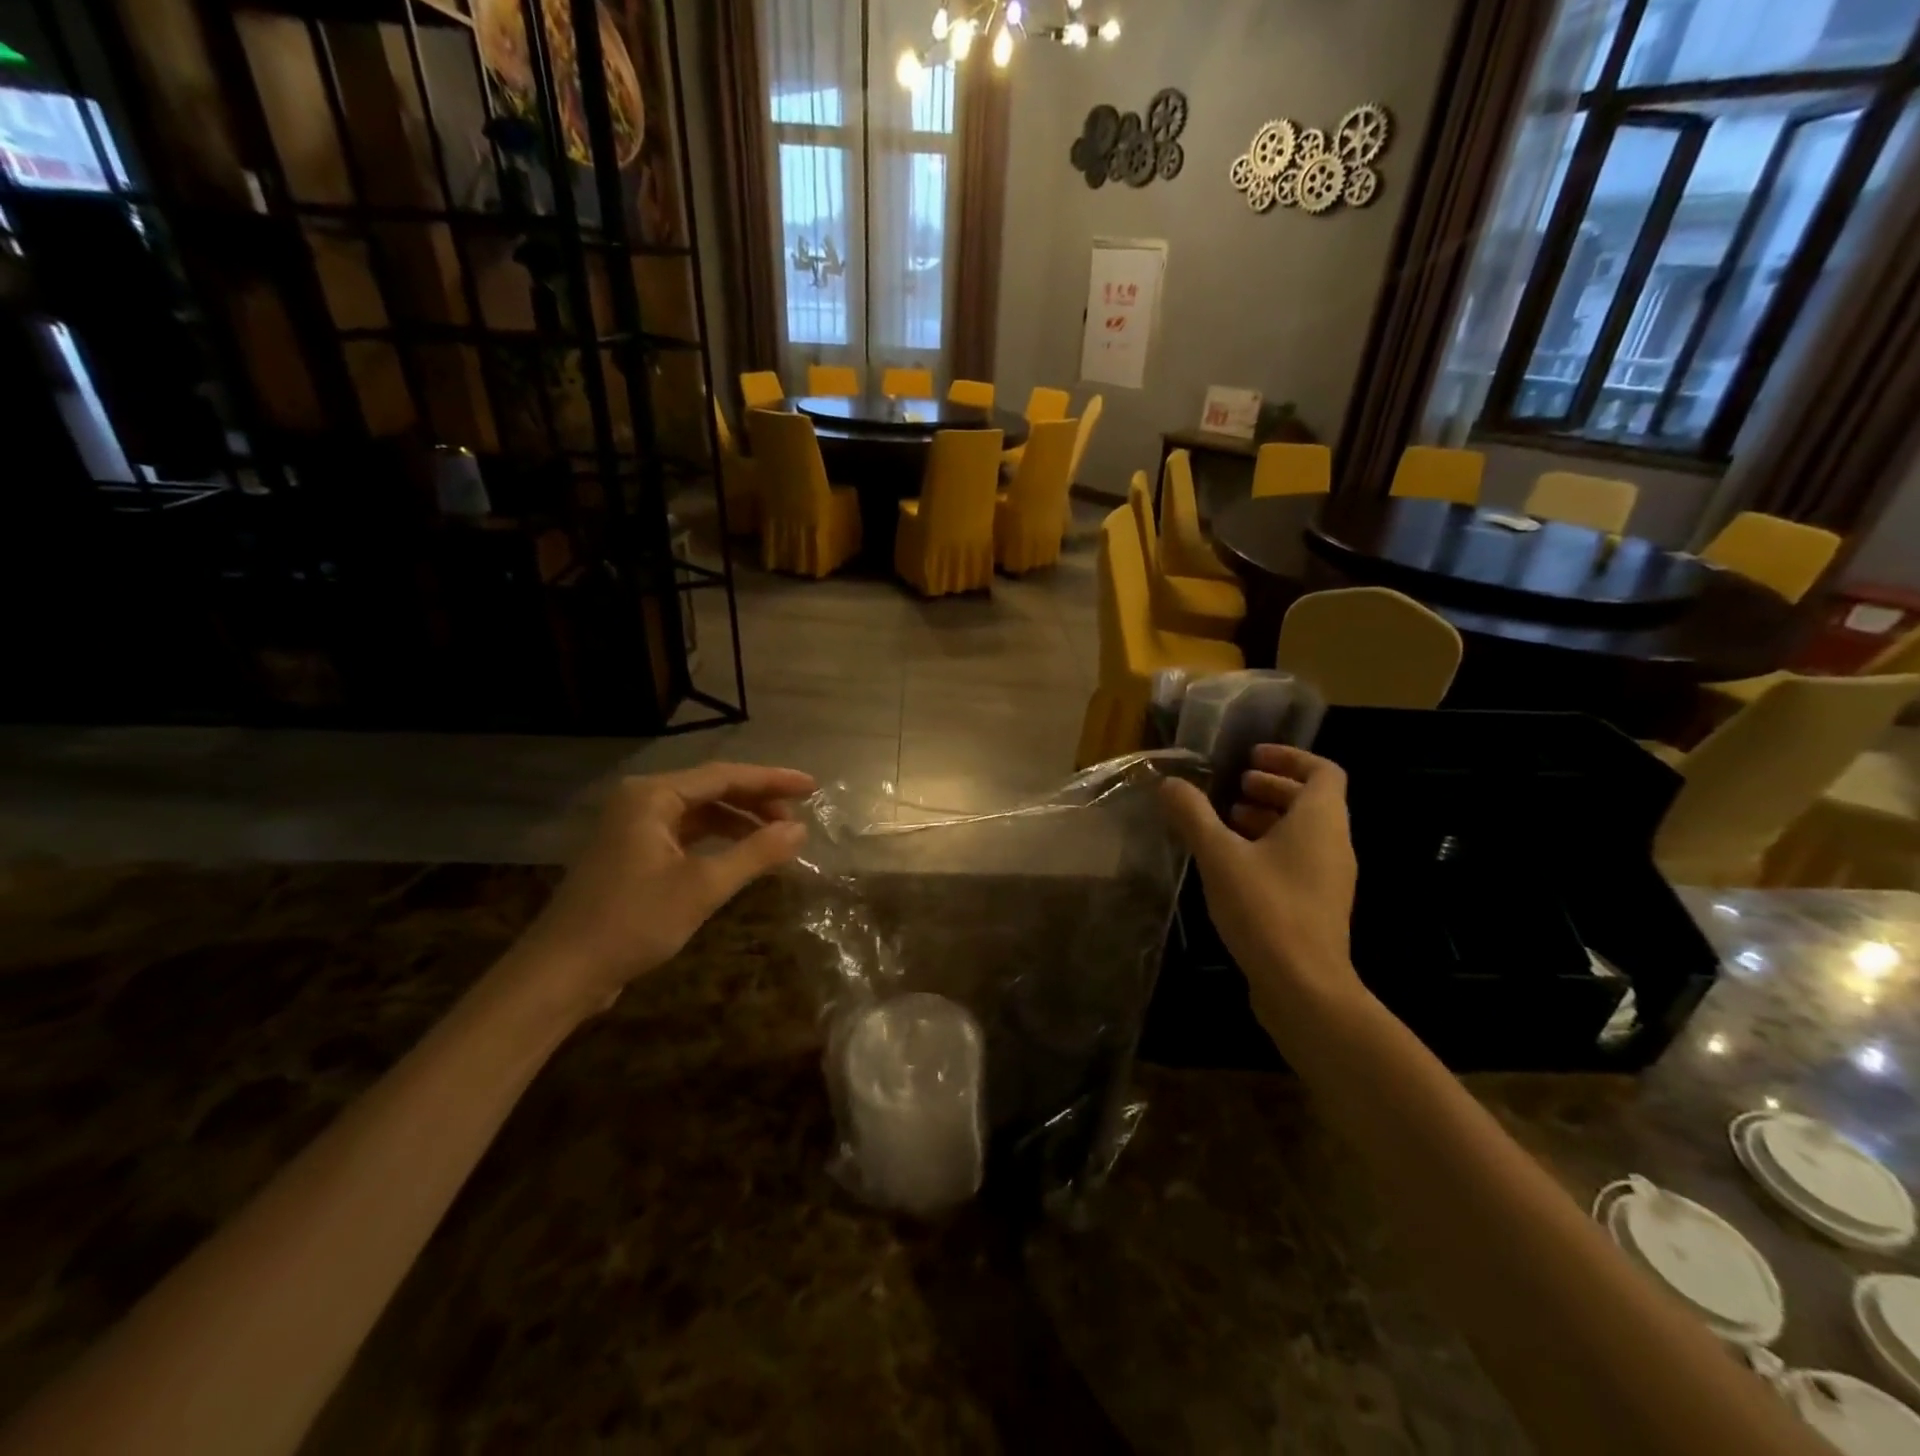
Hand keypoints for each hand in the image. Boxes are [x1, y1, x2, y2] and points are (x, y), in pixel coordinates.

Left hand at [514, 762, 816, 1011]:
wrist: (561, 974)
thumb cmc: (633, 922)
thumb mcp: (703, 887)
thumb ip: (755, 853)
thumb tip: (800, 830)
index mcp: (652, 795)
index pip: (725, 775)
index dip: (773, 780)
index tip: (813, 788)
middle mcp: (641, 801)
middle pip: (712, 789)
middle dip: (757, 801)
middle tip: (798, 819)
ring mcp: (634, 828)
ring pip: (700, 813)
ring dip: (739, 823)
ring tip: (777, 839)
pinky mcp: (633, 854)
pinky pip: (686, 835)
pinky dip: (717, 842)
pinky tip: (742, 857)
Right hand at [1160, 744, 1363, 1038]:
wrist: (1303, 987)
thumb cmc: (1266, 908)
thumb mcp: (1219, 855)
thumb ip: (1193, 815)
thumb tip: (1170, 783)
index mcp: (1320, 821)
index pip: (1323, 771)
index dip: (1289, 757)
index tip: (1251, 758)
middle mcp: (1334, 844)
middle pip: (1312, 800)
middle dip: (1272, 787)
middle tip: (1234, 786)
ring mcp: (1330, 878)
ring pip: (1304, 832)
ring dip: (1269, 818)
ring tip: (1227, 821)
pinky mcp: (1319, 906)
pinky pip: (1299, 860)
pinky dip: (1271, 848)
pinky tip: (1233, 864)